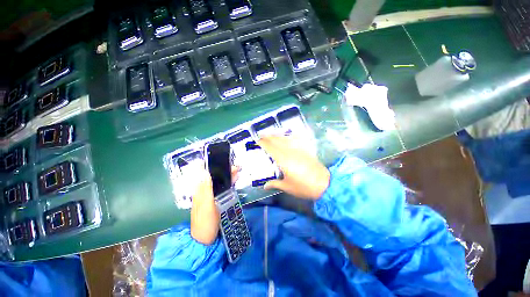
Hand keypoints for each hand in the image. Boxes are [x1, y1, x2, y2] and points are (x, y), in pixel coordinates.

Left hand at [190, 167, 238, 244]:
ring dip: (227, 175)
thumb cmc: (205, 222)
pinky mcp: (217, 200)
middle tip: (235, 166)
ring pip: (219, 181)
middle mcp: (204, 190)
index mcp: (199, 190)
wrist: (205, 239)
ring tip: (237, 170)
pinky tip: (235, 180)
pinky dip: (229, 183)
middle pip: (213, 176)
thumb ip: (206, 188)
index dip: (210, 165)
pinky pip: (223, 188)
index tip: (220, 160)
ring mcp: (211, 195)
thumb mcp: (206, 205)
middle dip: (223, 169)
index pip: (203, 173)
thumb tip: (204, 171)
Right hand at [258, 136, 329, 199]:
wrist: (324, 184)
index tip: (257, 140)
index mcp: (283, 160)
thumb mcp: (287, 187)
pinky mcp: (305, 150)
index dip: (263, 142)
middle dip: (268, 137)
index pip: (270, 147)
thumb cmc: (304, 187)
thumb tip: (265, 186)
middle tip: (261, 136)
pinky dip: (288, 138)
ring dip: (277, 136)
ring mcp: (298, 149)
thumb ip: (275, 184)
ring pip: (285, 139)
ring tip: (271, 136)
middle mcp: (290, 151)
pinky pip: (295, 140)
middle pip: (277, 140)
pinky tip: (287, 137)